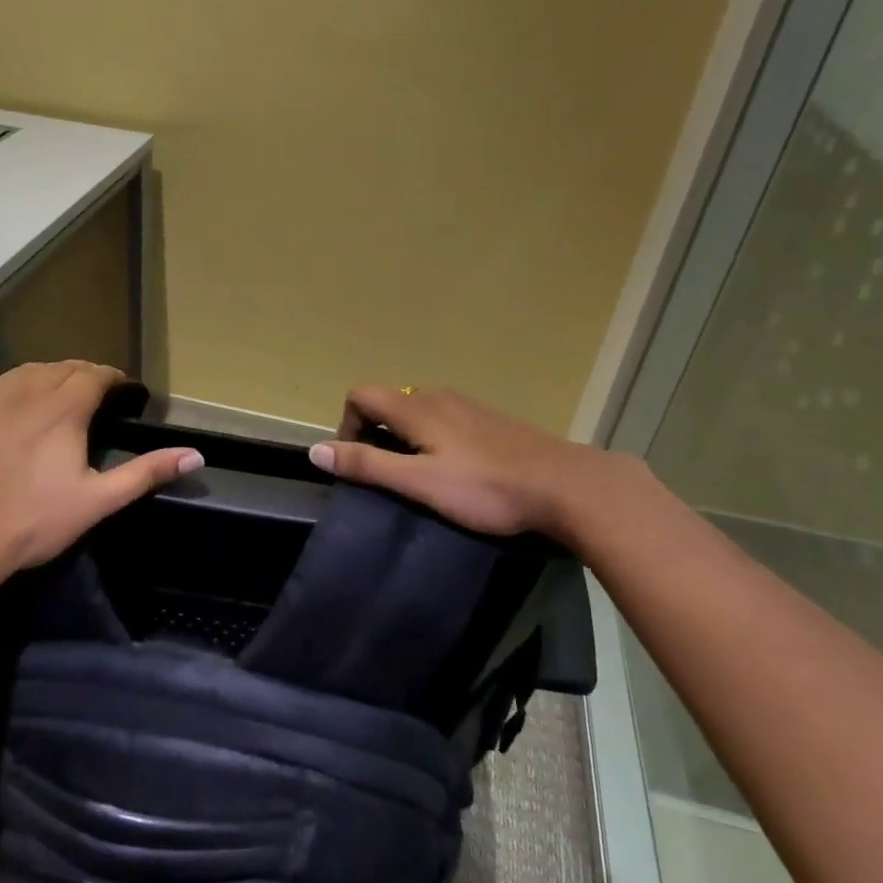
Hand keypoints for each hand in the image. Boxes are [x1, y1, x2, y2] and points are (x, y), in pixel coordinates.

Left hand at [0, 361, 201, 593]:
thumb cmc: (32, 524)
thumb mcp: (97, 502)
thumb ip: (146, 473)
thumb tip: (196, 454)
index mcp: (64, 409)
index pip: (95, 375)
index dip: (113, 379)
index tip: (123, 392)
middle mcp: (26, 392)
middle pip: (61, 368)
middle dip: (82, 376)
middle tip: (92, 395)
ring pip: (21, 371)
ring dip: (42, 376)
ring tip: (50, 392)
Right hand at [307, 384, 647, 547]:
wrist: (566, 485)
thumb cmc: (487, 487)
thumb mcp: (420, 482)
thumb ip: (367, 465)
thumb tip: (316, 450)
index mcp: (416, 406)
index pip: (361, 394)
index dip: (347, 423)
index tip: (359, 461)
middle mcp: (438, 396)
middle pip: (388, 401)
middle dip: (374, 433)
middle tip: (387, 476)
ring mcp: (468, 406)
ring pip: (417, 410)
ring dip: (403, 437)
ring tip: (420, 477)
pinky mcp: (490, 420)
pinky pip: (444, 419)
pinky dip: (432, 438)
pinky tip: (456, 471)